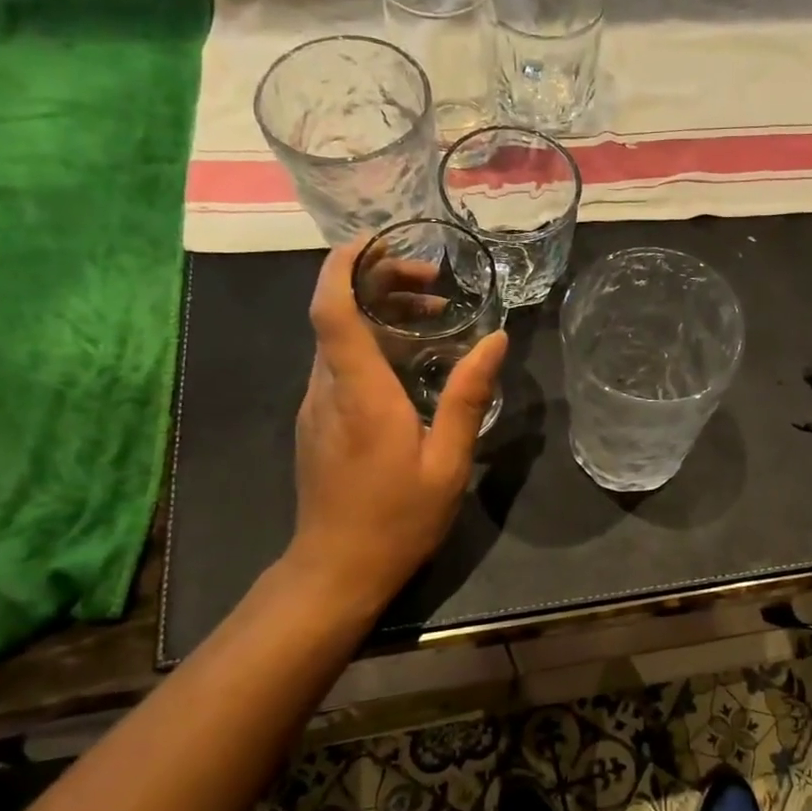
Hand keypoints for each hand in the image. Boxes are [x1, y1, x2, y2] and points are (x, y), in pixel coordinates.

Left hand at [286, 236, 507, 613]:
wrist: (336, 570)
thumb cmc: (396, 518)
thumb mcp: (447, 461)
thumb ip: (467, 396)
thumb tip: (495, 340)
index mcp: (360, 393)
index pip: (332, 308)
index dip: (348, 264)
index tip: (381, 239)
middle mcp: (327, 388)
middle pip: (337, 312)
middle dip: (379, 281)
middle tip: (434, 281)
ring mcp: (316, 404)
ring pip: (339, 337)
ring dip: (380, 313)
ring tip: (436, 315)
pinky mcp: (317, 420)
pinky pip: (341, 363)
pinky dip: (374, 343)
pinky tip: (414, 360)